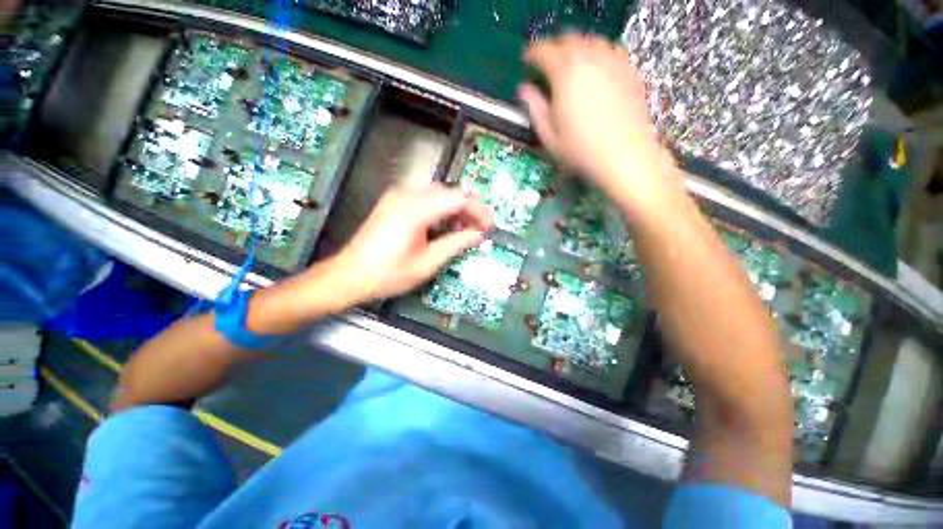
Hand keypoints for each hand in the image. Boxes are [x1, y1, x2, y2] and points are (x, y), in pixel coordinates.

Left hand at [327, 184, 492, 304]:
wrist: (349, 275)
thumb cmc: (388, 274)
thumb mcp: (427, 263)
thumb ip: (455, 244)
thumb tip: (477, 235)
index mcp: (415, 210)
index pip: (458, 198)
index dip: (477, 210)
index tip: (488, 226)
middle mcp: (406, 195)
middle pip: (448, 192)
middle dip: (467, 210)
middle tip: (478, 230)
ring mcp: (398, 197)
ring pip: (438, 194)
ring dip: (454, 210)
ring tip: (462, 231)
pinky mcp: (393, 202)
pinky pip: (425, 199)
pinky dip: (439, 210)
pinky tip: (443, 227)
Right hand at [519, 34, 681, 210]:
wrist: (623, 155)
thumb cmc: (580, 149)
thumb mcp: (549, 135)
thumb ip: (535, 109)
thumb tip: (524, 91)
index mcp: (565, 75)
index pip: (545, 52)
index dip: (533, 53)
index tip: (527, 59)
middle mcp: (589, 60)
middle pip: (569, 40)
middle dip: (554, 46)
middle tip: (546, 59)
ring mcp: (612, 63)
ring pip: (591, 41)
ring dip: (576, 46)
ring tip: (569, 60)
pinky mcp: (628, 71)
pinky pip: (611, 50)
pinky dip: (598, 52)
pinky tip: (595, 65)